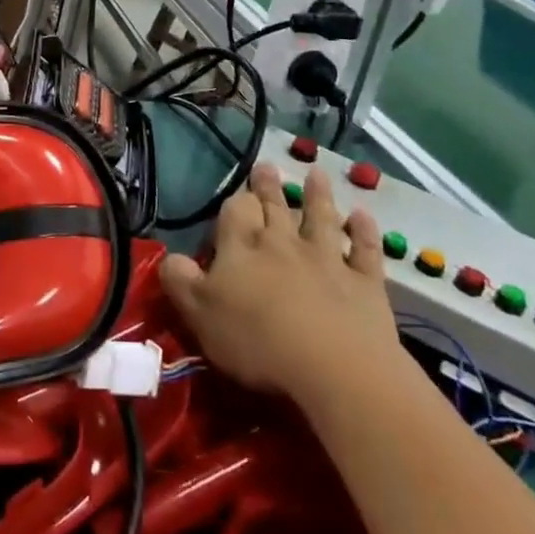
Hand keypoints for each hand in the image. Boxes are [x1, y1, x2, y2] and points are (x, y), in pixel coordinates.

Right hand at [160, 163, 402, 402]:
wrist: (334, 367)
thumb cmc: (256, 340)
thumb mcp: (199, 314)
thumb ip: (180, 281)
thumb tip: (170, 258)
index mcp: (242, 248)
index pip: (235, 212)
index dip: (235, 204)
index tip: (235, 198)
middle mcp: (283, 243)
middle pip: (275, 207)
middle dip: (268, 187)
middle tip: (267, 166)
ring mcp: (326, 259)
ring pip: (320, 218)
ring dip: (317, 196)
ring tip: (316, 174)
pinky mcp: (364, 283)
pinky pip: (364, 250)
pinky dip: (364, 231)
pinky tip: (364, 215)